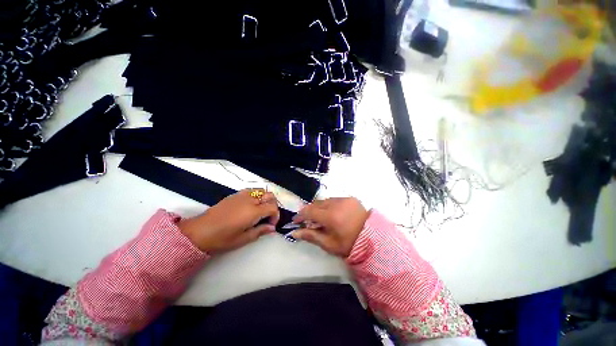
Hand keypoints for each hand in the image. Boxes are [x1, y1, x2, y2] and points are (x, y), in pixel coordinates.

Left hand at [178, 189, 279, 253]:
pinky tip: (250, 207)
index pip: (273, 207)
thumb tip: (271, 228)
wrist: (200, 231)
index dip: (275, 216)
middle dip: (273, 206)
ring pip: (262, 191)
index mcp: (253, 211)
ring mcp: (242, 195)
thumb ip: (260, 231)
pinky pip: (251, 191)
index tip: (271, 225)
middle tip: (267, 217)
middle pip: (270, 196)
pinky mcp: (235, 194)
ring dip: (265, 199)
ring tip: (260, 211)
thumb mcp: (243, 239)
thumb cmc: (222, 238)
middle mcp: (250, 200)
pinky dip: (256, 196)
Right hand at [291, 197, 368, 257]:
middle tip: (308, 221)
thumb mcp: (329, 244)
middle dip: (309, 211)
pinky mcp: (350, 198)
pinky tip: (332, 213)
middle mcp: (336, 204)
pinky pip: (334, 199)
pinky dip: (329, 205)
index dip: (300, 215)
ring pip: (325, 201)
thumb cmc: (350, 244)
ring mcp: (344, 199)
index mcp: (331, 217)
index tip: (296, 221)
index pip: (309, 211)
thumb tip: (295, 233)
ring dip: (319, 208)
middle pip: (316, 204)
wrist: (374, 239)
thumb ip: (311, 236)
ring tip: (320, 218)